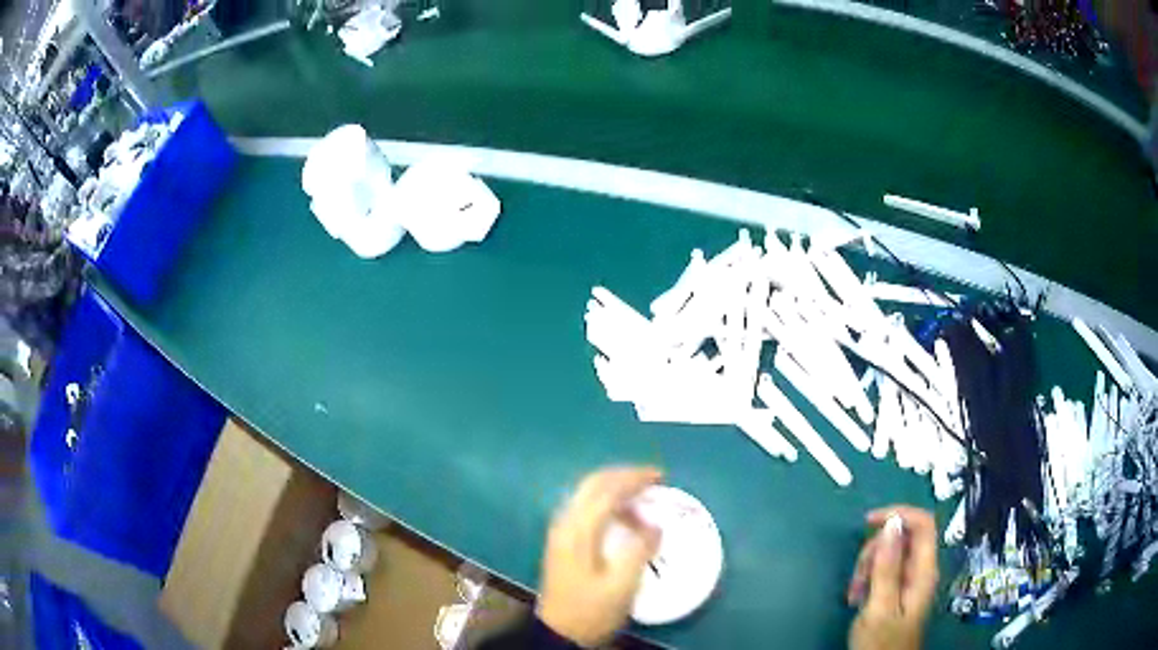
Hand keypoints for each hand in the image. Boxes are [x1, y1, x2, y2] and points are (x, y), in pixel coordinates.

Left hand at [537, 466, 662, 647]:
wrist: (559, 633)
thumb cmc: (591, 611)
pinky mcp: (562, 542)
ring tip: (643, 501)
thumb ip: (639, 551)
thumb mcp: (621, 586)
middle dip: (623, 476)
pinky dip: (607, 503)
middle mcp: (565, 524)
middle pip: (592, 485)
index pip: (606, 491)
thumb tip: (654, 526)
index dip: (633, 479)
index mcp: (577, 531)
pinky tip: (623, 517)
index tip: (660, 476)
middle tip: (652, 480)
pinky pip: (586, 509)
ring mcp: (561, 532)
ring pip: (587, 495)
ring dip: (615, 490)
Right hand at [847, 506, 938, 649]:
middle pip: (901, 538)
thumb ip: (888, 567)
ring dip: (867, 568)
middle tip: (857, 578)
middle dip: (874, 551)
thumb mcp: (880, 607)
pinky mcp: (898, 590)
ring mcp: (910, 581)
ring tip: (853, 594)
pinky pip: (883, 571)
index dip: (898, 514)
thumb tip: (892, 523)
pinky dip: (867, 579)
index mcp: (924, 571)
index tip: (868, 522)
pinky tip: (856, 598)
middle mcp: (921, 570)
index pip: (923, 523)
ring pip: (889, 553)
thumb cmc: (881, 643)